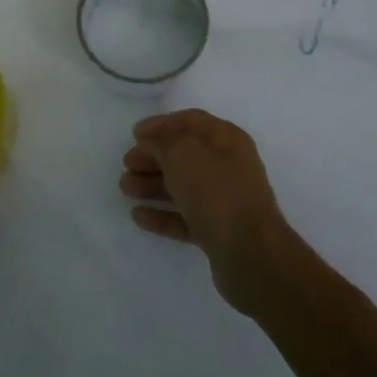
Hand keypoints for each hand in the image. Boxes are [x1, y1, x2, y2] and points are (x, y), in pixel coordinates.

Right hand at [119, 109, 294, 309]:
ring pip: (182, 186)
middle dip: (152, 157)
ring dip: (152, 185)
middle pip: (184, 155)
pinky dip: (162, 214)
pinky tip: (138, 216)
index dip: (161, 124)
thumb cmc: (217, 192)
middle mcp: (228, 167)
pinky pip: (185, 217)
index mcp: (227, 140)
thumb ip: (161, 142)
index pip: (191, 121)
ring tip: (125, 189)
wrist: (251, 255)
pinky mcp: (218, 231)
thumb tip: (150, 142)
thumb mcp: (182, 154)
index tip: (134, 134)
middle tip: (127, 164)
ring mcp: (224, 201)